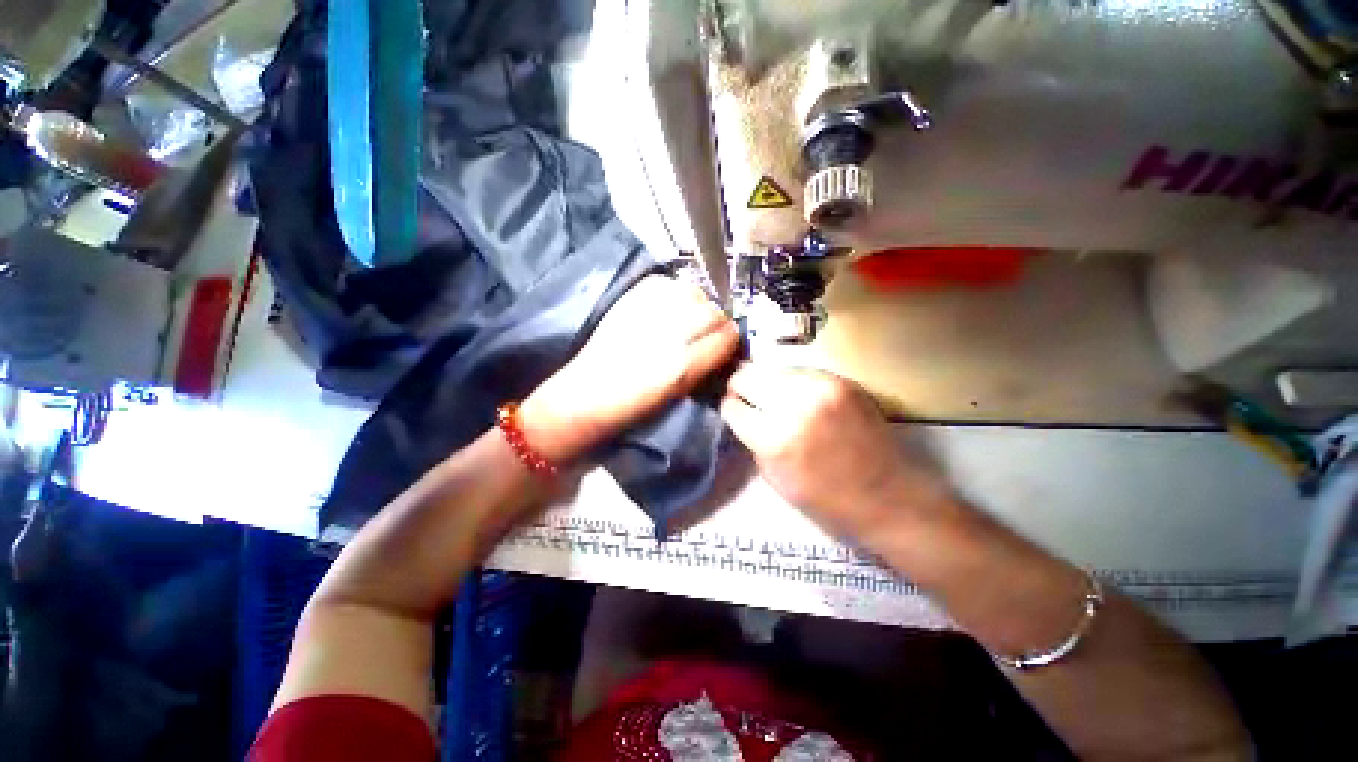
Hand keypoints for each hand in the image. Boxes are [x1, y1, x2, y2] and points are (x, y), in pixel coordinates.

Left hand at [522, 274, 738, 462]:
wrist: (587, 395)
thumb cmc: (634, 406)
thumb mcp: (678, 394)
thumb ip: (704, 366)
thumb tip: (722, 344)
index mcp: (683, 366)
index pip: (726, 337)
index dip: (729, 338)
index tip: (725, 341)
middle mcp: (669, 335)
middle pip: (712, 311)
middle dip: (716, 319)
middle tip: (707, 327)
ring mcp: (647, 314)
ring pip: (692, 291)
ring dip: (697, 302)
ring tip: (688, 313)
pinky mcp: (629, 301)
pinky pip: (664, 282)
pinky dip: (672, 290)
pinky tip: (668, 303)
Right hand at [720, 365, 954, 539]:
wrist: (889, 496)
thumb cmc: (827, 499)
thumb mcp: (775, 478)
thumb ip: (753, 440)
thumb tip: (741, 413)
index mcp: (775, 439)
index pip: (731, 406)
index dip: (730, 409)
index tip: (735, 412)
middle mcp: (795, 405)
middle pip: (746, 375)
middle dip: (740, 387)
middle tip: (748, 399)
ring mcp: (821, 387)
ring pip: (772, 368)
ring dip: (767, 383)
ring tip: (776, 398)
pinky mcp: (842, 380)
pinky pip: (801, 371)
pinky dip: (793, 383)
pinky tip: (801, 398)